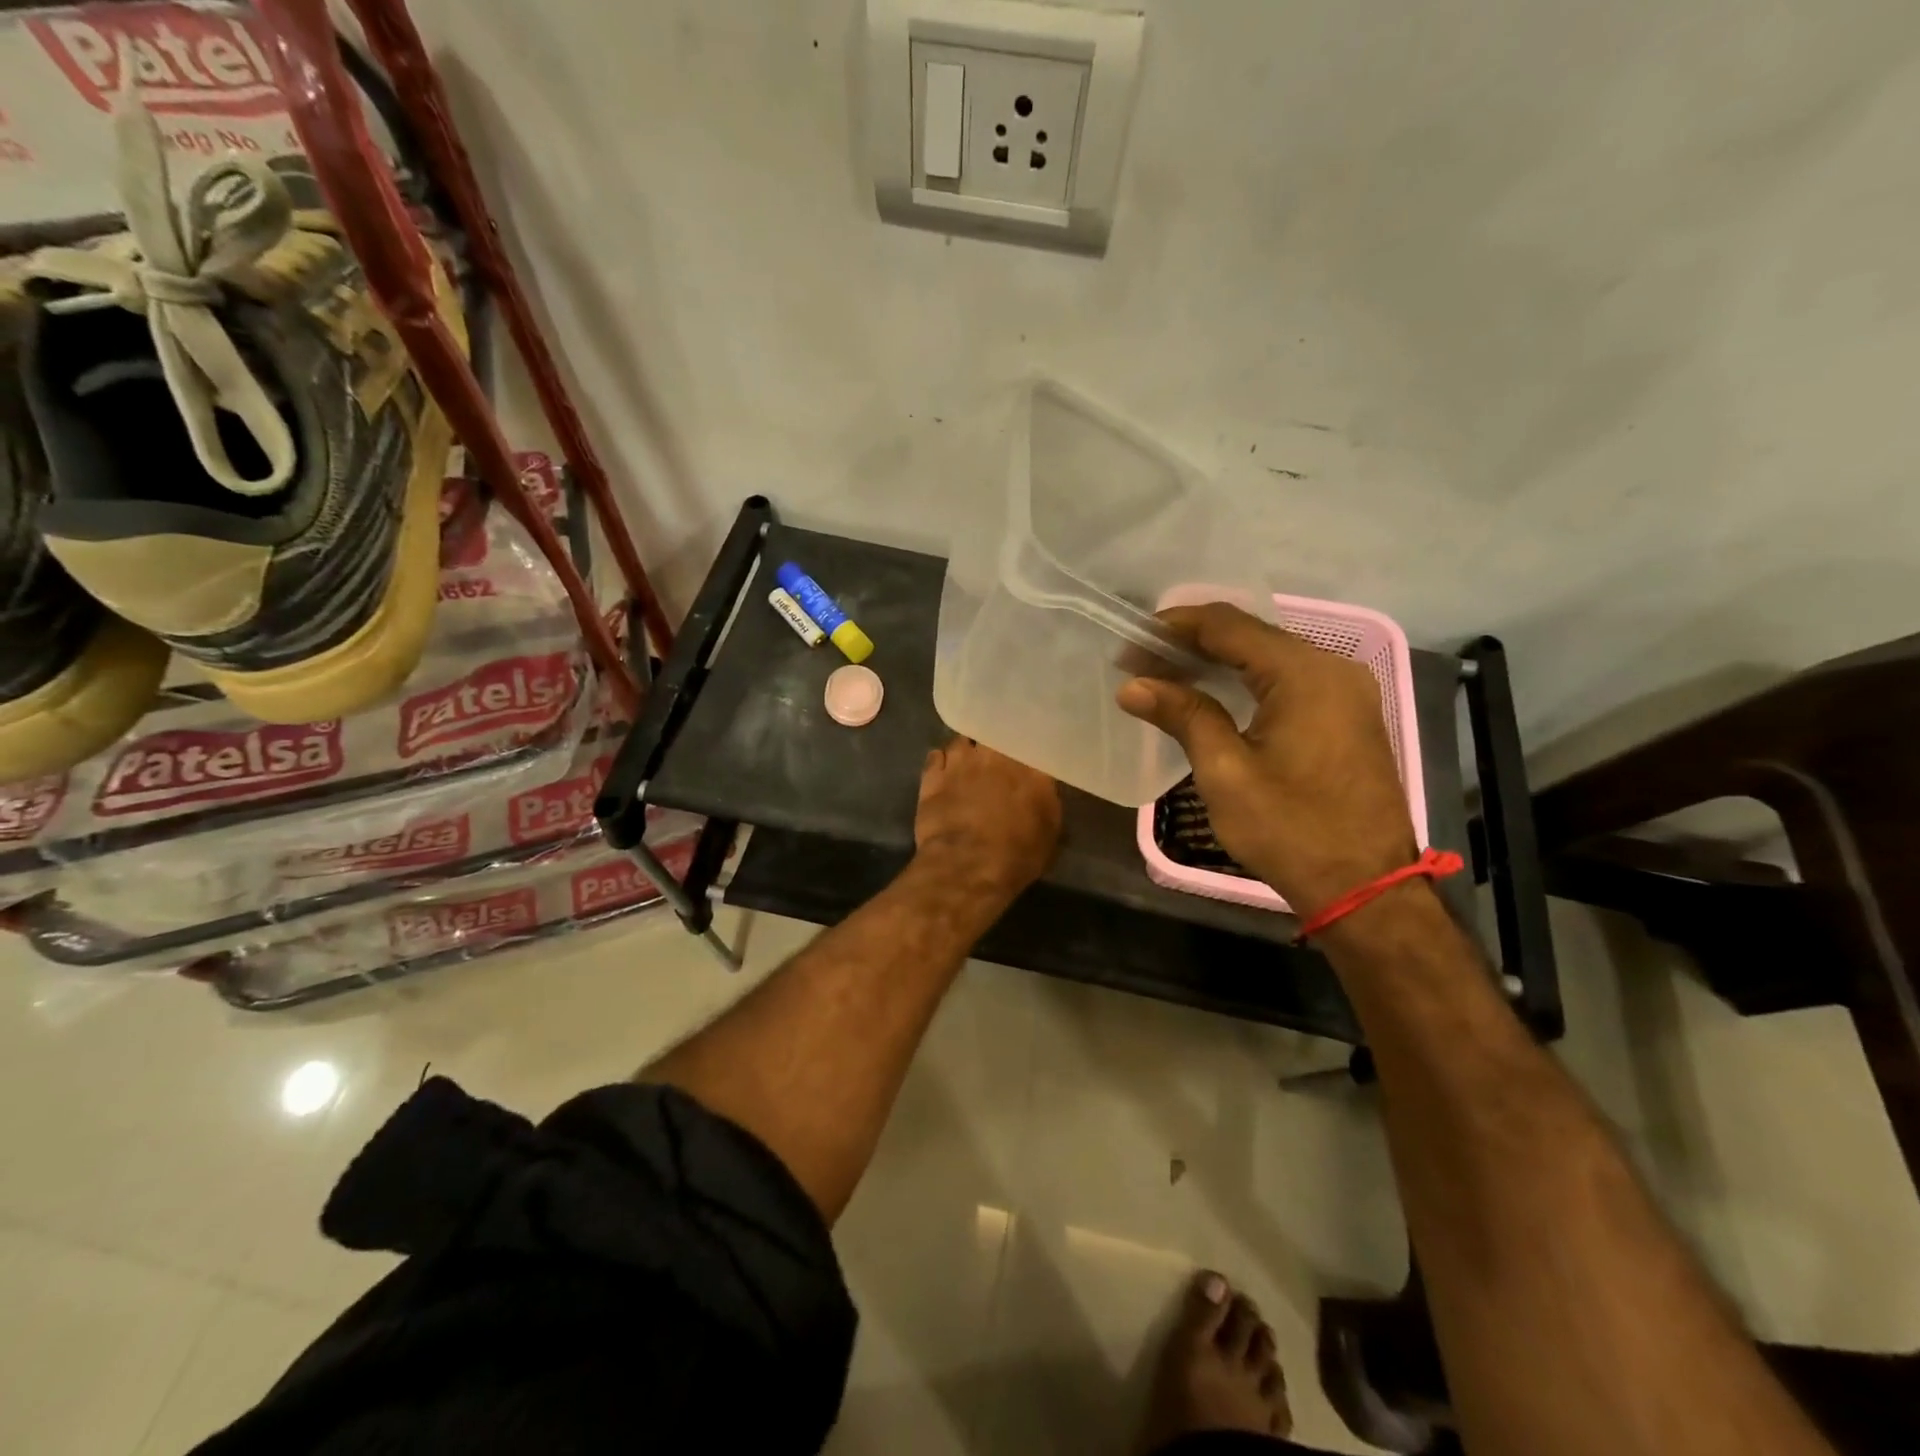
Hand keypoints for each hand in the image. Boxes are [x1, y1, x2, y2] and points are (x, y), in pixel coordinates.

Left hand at [914, 737, 1060, 900]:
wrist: (968, 866)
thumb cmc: (1018, 854)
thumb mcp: (1050, 830)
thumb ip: (1045, 798)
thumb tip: (1039, 785)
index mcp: (1030, 766)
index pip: (1030, 742)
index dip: (1026, 746)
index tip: (1025, 753)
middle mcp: (995, 755)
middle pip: (994, 733)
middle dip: (995, 742)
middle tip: (996, 756)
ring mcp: (961, 762)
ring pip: (963, 741)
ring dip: (967, 750)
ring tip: (968, 762)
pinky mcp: (932, 776)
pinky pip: (936, 756)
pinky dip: (941, 761)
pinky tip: (944, 770)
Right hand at [1117, 603, 1417, 918]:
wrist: (1366, 888)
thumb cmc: (1291, 831)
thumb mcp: (1226, 773)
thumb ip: (1184, 716)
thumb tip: (1133, 686)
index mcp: (1305, 674)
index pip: (1228, 625)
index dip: (1174, 627)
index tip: (1129, 644)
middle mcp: (1333, 669)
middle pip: (1252, 635)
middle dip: (1192, 643)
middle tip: (1140, 662)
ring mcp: (1347, 692)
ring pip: (1270, 657)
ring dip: (1218, 661)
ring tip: (1166, 675)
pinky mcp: (1349, 715)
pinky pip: (1289, 680)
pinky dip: (1247, 681)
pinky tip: (1213, 694)